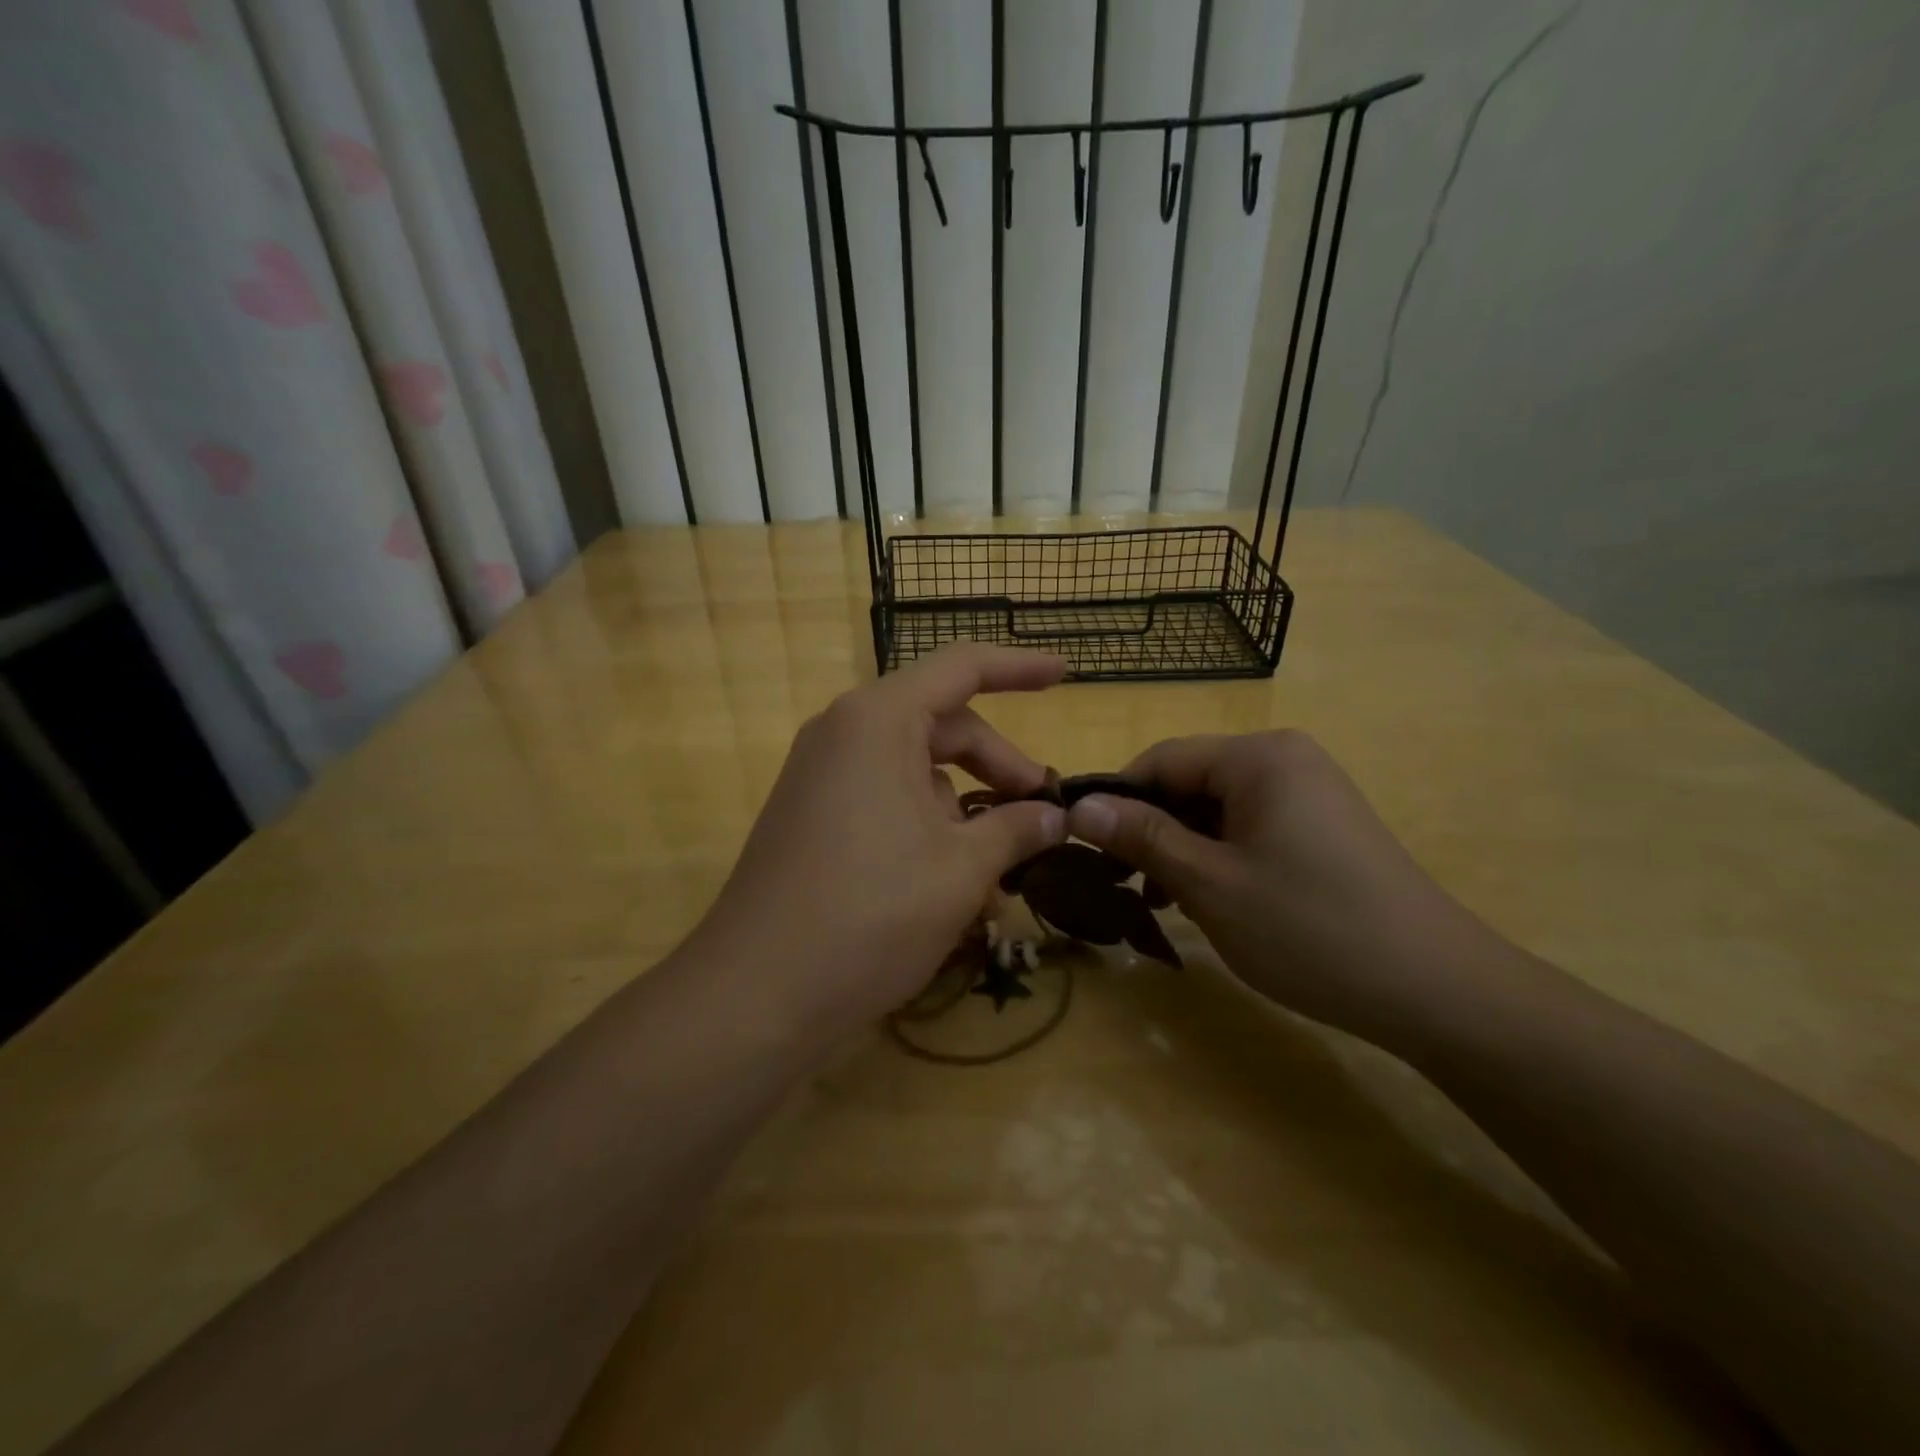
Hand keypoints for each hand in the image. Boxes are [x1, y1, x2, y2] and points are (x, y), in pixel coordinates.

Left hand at [686, 645, 1069, 1039]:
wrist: (756, 993)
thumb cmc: (871, 913)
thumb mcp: (961, 869)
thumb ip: (1016, 829)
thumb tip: (1055, 816)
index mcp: (878, 721)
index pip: (961, 668)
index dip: (1019, 667)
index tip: (1065, 675)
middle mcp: (843, 734)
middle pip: (942, 726)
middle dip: (998, 766)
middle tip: (1042, 813)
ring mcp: (822, 778)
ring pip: (915, 772)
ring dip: (966, 811)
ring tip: (1001, 872)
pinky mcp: (812, 819)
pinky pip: (885, 802)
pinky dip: (927, 829)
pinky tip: (955, 887)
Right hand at [1066, 731, 1503, 1040]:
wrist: (1436, 989)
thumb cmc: (1310, 927)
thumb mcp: (1210, 883)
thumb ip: (1141, 837)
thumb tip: (1077, 806)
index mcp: (1258, 757)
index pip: (1161, 760)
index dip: (1116, 800)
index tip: (1083, 846)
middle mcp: (1285, 760)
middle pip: (1189, 782)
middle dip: (1150, 830)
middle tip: (1120, 884)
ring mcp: (1309, 793)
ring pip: (1216, 809)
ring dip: (1180, 849)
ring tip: (1159, 902)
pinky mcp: (1322, 827)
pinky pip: (1249, 828)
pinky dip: (1218, 858)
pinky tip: (1204, 900)